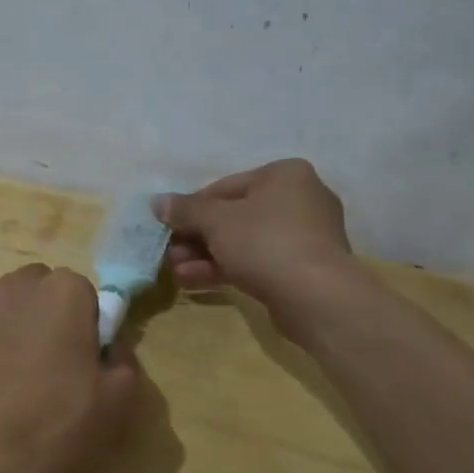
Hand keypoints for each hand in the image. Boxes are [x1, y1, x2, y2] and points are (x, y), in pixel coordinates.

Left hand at [0, 265, 142, 472]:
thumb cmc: (56, 420)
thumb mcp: (119, 398)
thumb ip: (124, 359)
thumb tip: (110, 347)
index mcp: (64, 289)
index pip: (88, 295)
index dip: (92, 329)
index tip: (89, 364)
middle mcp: (20, 285)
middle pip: (48, 294)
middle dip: (57, 320)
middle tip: (62, 369)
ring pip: (18, 311)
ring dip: (27, 332)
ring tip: (29, 382)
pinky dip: (0, 350)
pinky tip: (2, 391)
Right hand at [156, 159, 355, 309]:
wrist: (316, 297)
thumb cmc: (265, 242)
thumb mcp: (216, 221)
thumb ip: (185, 209)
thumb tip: (156, 201)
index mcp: (285, 174)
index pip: (225, 186)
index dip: (192, 207)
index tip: (168, 226)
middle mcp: (300, 199)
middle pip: (234, 216)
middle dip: (197, 236)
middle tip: (169, 253)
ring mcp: (305, 237)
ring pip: (244, 242)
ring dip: (206, 255)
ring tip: (175, 271)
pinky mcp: (303, 269)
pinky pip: (258, 262)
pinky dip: (228, 268)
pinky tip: (194, 281)